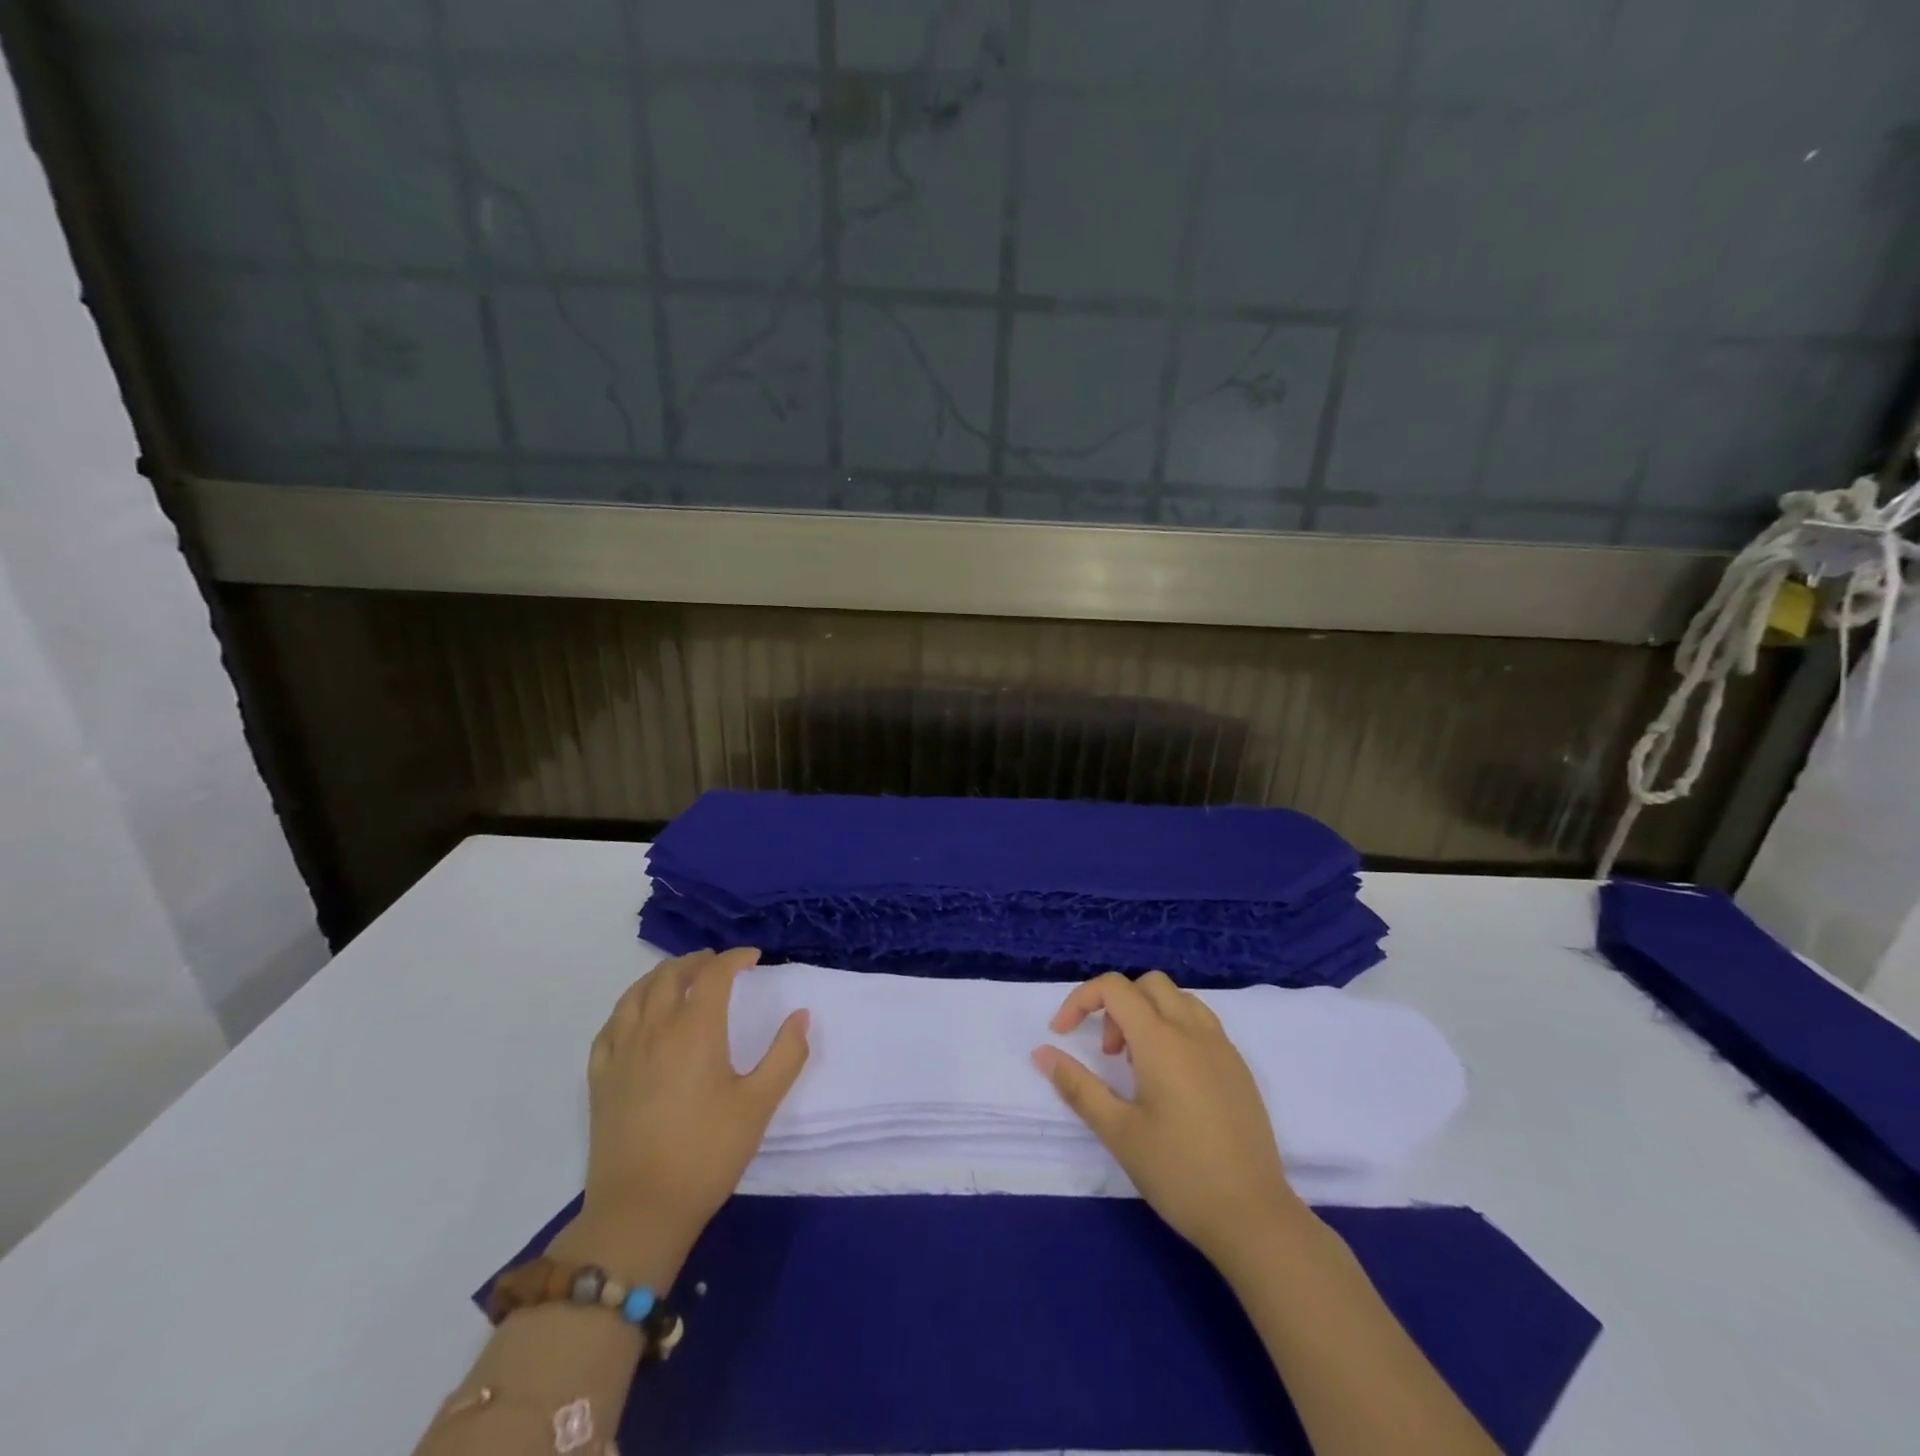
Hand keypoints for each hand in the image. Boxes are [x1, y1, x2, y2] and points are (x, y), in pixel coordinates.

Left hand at [559, 948, 810, 1286]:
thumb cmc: (707, 1154)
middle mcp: (655, 1029)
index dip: (735, 958)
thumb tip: (801, 1016)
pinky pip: (610, 1025)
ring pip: (636, 994)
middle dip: (697, 961)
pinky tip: (637, 1017)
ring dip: (661, 976)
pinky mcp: (600, 1078)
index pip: (714, 975)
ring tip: (679, 979)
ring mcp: (621, 1052)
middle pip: (670, 975)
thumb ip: (786, 1055)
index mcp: (695, 1030)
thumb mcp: (759, 1105)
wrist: (640, 1210)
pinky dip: (629, 1007)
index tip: (753, 958)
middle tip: (718, 964)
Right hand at [1032, 971, 1308, 1266]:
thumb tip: (1042, 1053)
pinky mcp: (1239, 1068)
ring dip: (1148, 1014)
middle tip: (1109, 1055)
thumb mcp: (1118, 1131)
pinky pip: (1201, 1023)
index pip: (1114, 988)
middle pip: (1148, 984)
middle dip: (1117, 1005)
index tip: (1062, 1034)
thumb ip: (1078, 1086)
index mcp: (1161, 1039)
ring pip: (1178, 1000)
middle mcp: (1193, 1030)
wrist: (1254, 1216)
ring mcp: (1222, 1047)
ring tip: (1138, 1066)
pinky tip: (1171, 1080)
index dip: (1080, 1000)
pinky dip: (1175, 1029)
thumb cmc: (1179, 1172)